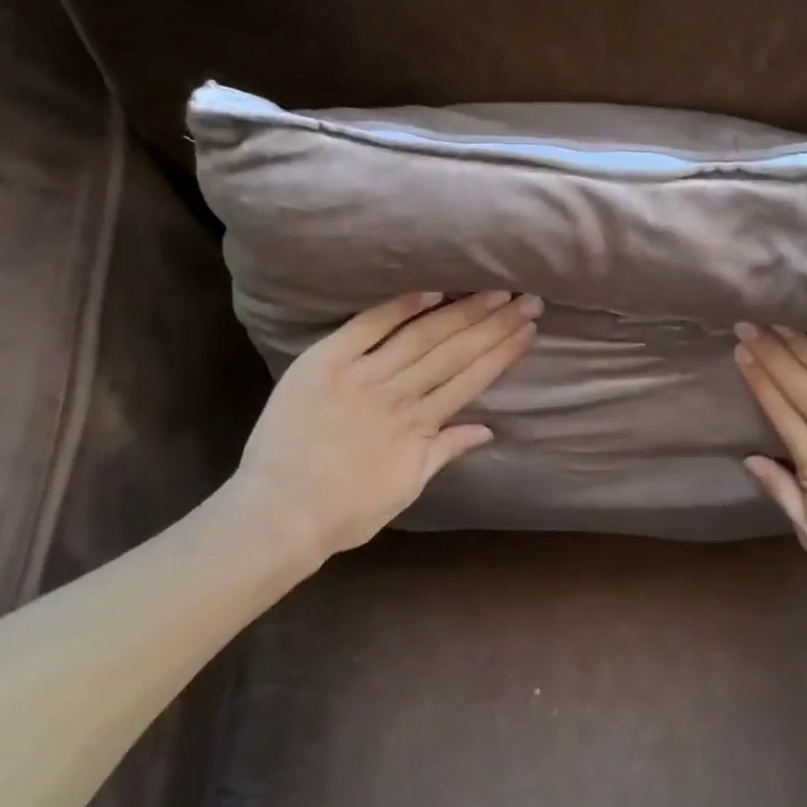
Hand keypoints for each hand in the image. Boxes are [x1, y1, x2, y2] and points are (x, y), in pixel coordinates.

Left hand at [228, 291, 540, 560]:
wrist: (277, 514)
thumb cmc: (344, 511)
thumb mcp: (406, 489)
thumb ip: (445, 451)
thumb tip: (487, 430)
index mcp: (419, 427)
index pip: (472, 380)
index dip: (503, 353)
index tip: (530, 330)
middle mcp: (397, 395)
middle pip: (454, 352)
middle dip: (495, 324)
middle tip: (527, 300)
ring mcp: (360, 376)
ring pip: (421, 336)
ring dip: (461, 312)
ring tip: (493, 292)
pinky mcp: (324, 362)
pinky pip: (367, 327)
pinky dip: (400, 307)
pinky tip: (432, 291)